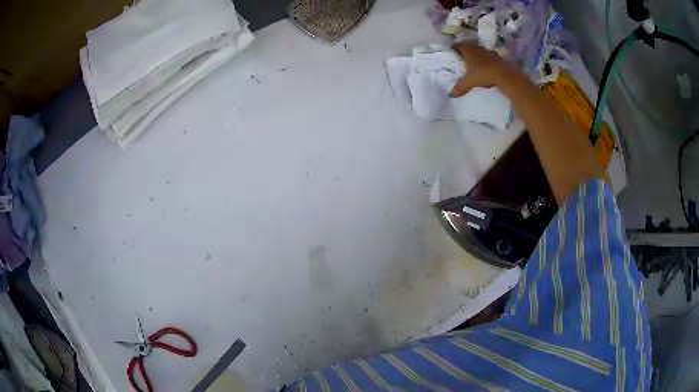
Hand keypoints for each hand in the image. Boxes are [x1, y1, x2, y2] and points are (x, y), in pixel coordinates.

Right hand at [449, 44, 514, 96]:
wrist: (504, 75)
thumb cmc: (483, 74)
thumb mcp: (469, 82)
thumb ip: (460, 87)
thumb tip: (451, 94)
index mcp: (467, 50)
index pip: (456, 46)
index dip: (452, 50)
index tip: (450, 55)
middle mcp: (476, 48)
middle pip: (467, 48)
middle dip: (464, 54)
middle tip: (460, 61)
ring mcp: (487, 51)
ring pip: (478, 52)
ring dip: (475, 57)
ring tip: (472, 64)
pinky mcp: (496, 56)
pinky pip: (487, 57)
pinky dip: (484, 61)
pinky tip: (484, 68)